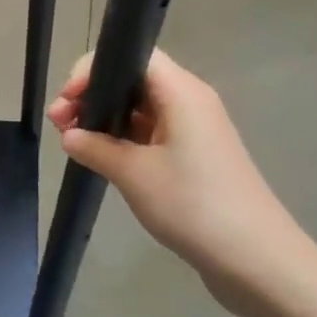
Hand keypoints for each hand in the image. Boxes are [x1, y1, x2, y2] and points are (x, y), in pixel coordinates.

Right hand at [47, 49, 310, 311]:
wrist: (257, 261)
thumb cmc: (194, 205)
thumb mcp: (133, 174)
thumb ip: (95, 148)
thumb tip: (70, 135)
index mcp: (181, 92)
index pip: (132, 56)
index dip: (94, 69)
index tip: (68, 98)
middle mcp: (190, 101)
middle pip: (134, 80)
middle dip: (93, 96)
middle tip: (59, 123)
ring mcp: (195, 130)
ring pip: (140, 108)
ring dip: (105, 119)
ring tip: (72, 141)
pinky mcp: (196, 157)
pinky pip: (152, 133)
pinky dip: (124, 139)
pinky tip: (101, 158)